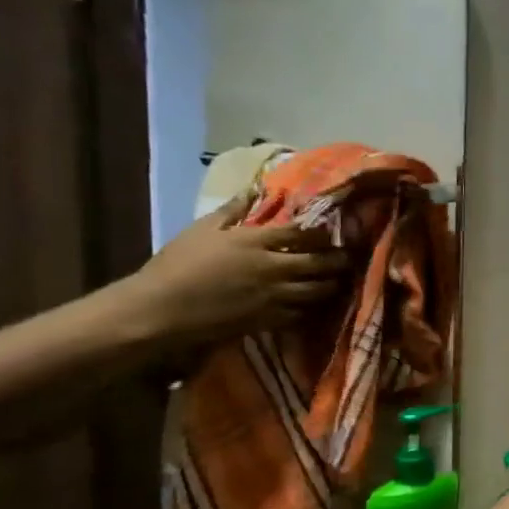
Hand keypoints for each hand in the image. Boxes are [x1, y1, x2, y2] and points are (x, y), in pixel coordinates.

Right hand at [117, 193, 349, 346]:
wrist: (160, 309)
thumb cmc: (177, 264)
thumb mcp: (202, 229)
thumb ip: (232, 210)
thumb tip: (254, 188)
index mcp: (256, 241)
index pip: (302, 233)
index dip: (322, 232)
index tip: (333, 231)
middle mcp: (273, 267)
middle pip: (320, 262)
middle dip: (338, 259)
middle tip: (348, 257)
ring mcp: (274, 295)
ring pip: (317, 290)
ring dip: (331, 285)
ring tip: (338, 281)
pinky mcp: (268, 320)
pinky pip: (301, 314)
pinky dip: (311, 309)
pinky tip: (315, 305)